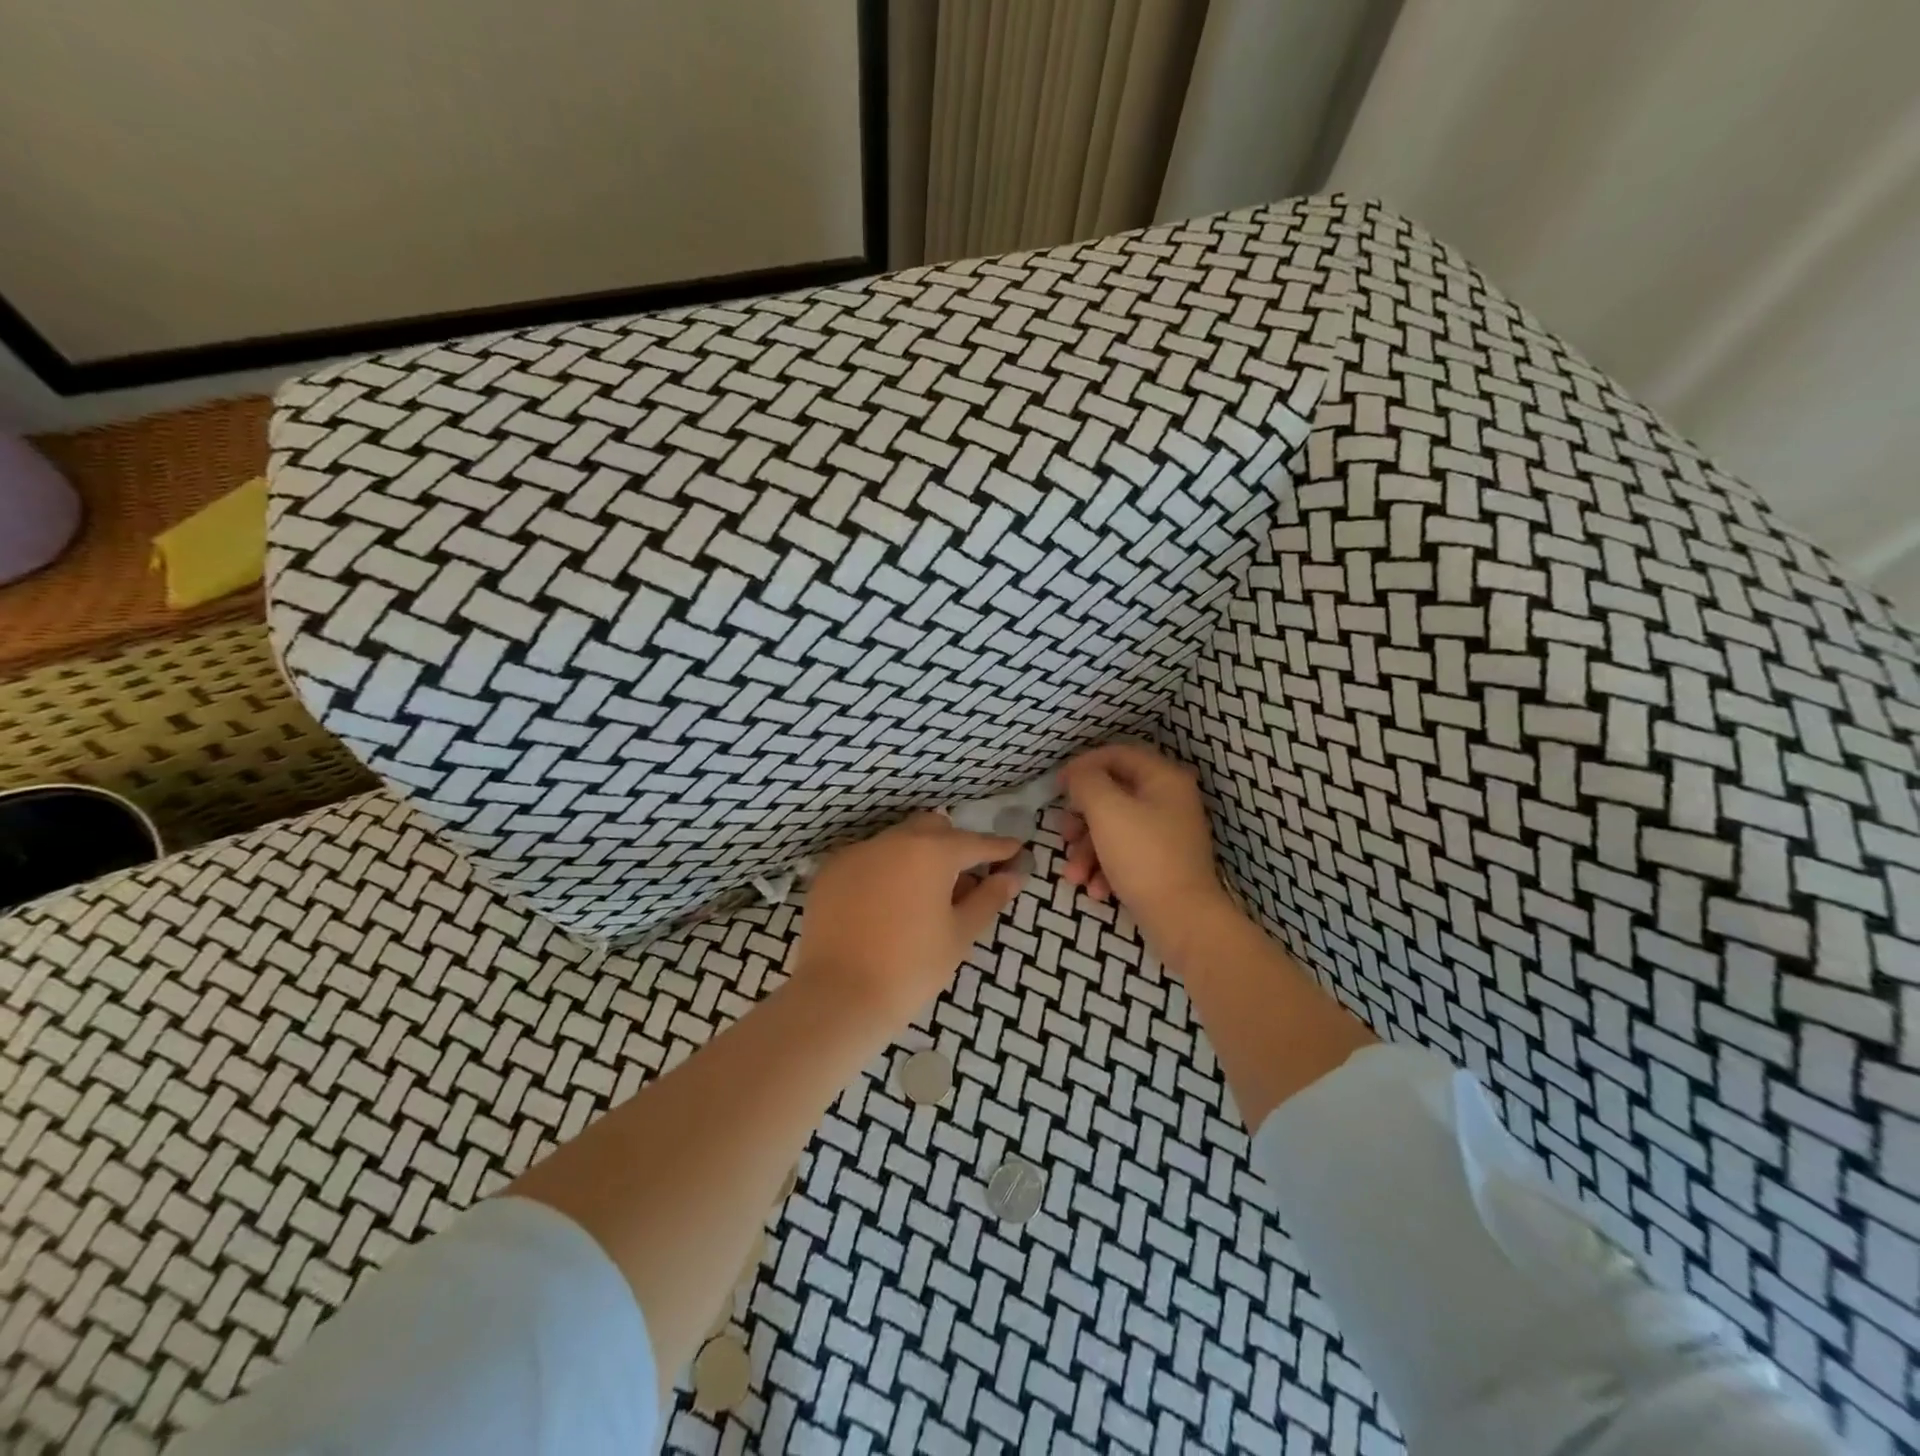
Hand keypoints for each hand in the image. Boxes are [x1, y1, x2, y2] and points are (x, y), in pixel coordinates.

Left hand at [790, 812, 1024, 1030]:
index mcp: (931, 851)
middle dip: (953, 843)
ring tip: (924, 893)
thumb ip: (988, 898)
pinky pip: (868, 858)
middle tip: (966, 875)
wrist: (839, 996)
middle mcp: (893, 840)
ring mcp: (857, 852)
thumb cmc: (912, 967)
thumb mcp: (960, 934)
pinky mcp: (831, 871)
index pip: (974, 842)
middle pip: (933, 828)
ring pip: (897, 840)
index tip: (1016, 849)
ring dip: (917, 855)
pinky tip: (887, 902)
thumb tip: (1012, 876)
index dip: (999, 848)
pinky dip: (885, 870)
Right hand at [1057, 743, 1234, 945]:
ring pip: (1113, 829)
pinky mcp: (1160, 864)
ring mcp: (1166, 834)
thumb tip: (1078, 776)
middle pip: (1111, 795)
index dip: (1083, 765)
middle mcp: (1169, 801)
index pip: (1117, 754)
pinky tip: (1096, 890)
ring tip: (1074, 875)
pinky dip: (1104, 869)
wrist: (1183, 921)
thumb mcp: (1107, 810)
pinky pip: (1124, 854)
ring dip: (1086, 850)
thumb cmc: (1144, 857)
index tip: (1057, 787)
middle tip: (1064, 835)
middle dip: (1081, 819)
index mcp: (1163, 779)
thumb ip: (1086, 782)